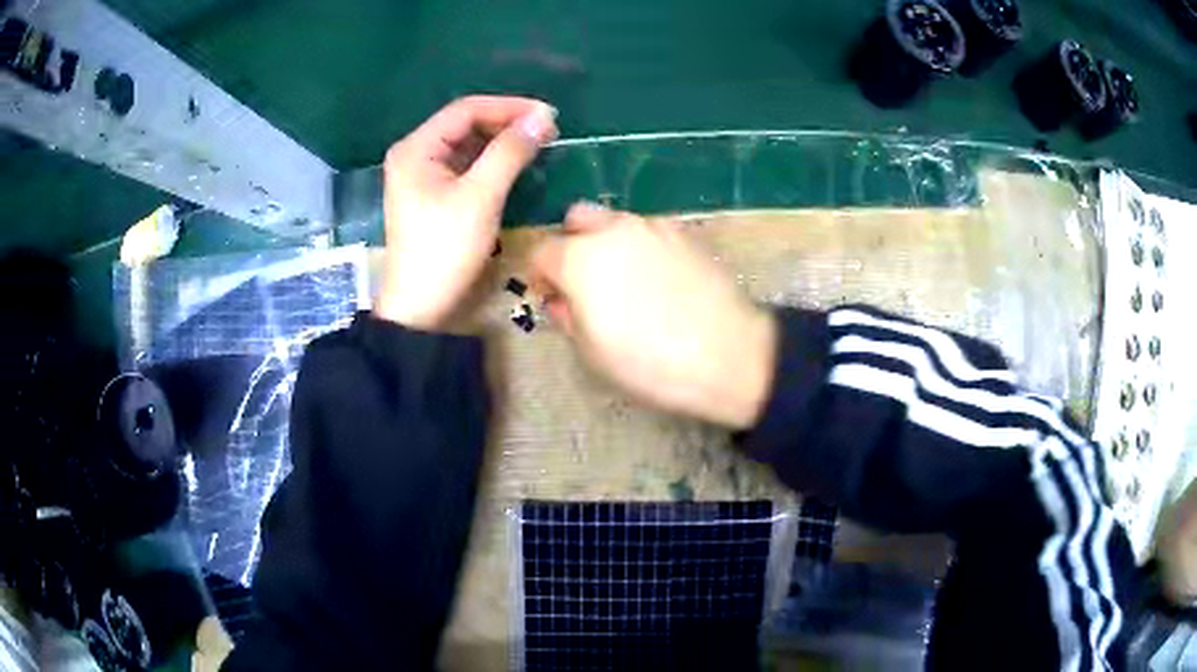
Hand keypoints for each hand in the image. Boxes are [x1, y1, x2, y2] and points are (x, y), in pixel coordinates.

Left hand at [376, 96, 557, 328]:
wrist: (421, 307)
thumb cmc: (445, 249)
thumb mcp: (480, 197)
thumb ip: (510, 152)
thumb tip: (542, 116)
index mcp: (416, 148)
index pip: (466, 110)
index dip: (508, 107)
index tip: (547, 114)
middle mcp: (415, 154)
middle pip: (465, 124)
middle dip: (506, 123)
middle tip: (547, 130)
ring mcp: (422, 176)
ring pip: (467, 145)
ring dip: (501, 141)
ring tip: (538, 143)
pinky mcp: (433, 195)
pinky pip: (465, 166)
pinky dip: (492, 162)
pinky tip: (516, 164)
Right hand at [530, 203, 777, 428]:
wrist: (727, 354)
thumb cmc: (649, 362)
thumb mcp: (592, 352)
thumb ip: (567, 317)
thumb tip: (562, 300)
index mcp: (579, 258)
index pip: (541, 252)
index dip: (540, 276)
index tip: (551, 298)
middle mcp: (614, 230)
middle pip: (577, 218)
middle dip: (571, 243)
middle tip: (583, 280)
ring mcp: (654, 227)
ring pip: (616, 221)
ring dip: (608, 243)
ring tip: (626, 282)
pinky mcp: (686, 234)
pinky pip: (651, 232)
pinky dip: (643, 247)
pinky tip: (659, 281)